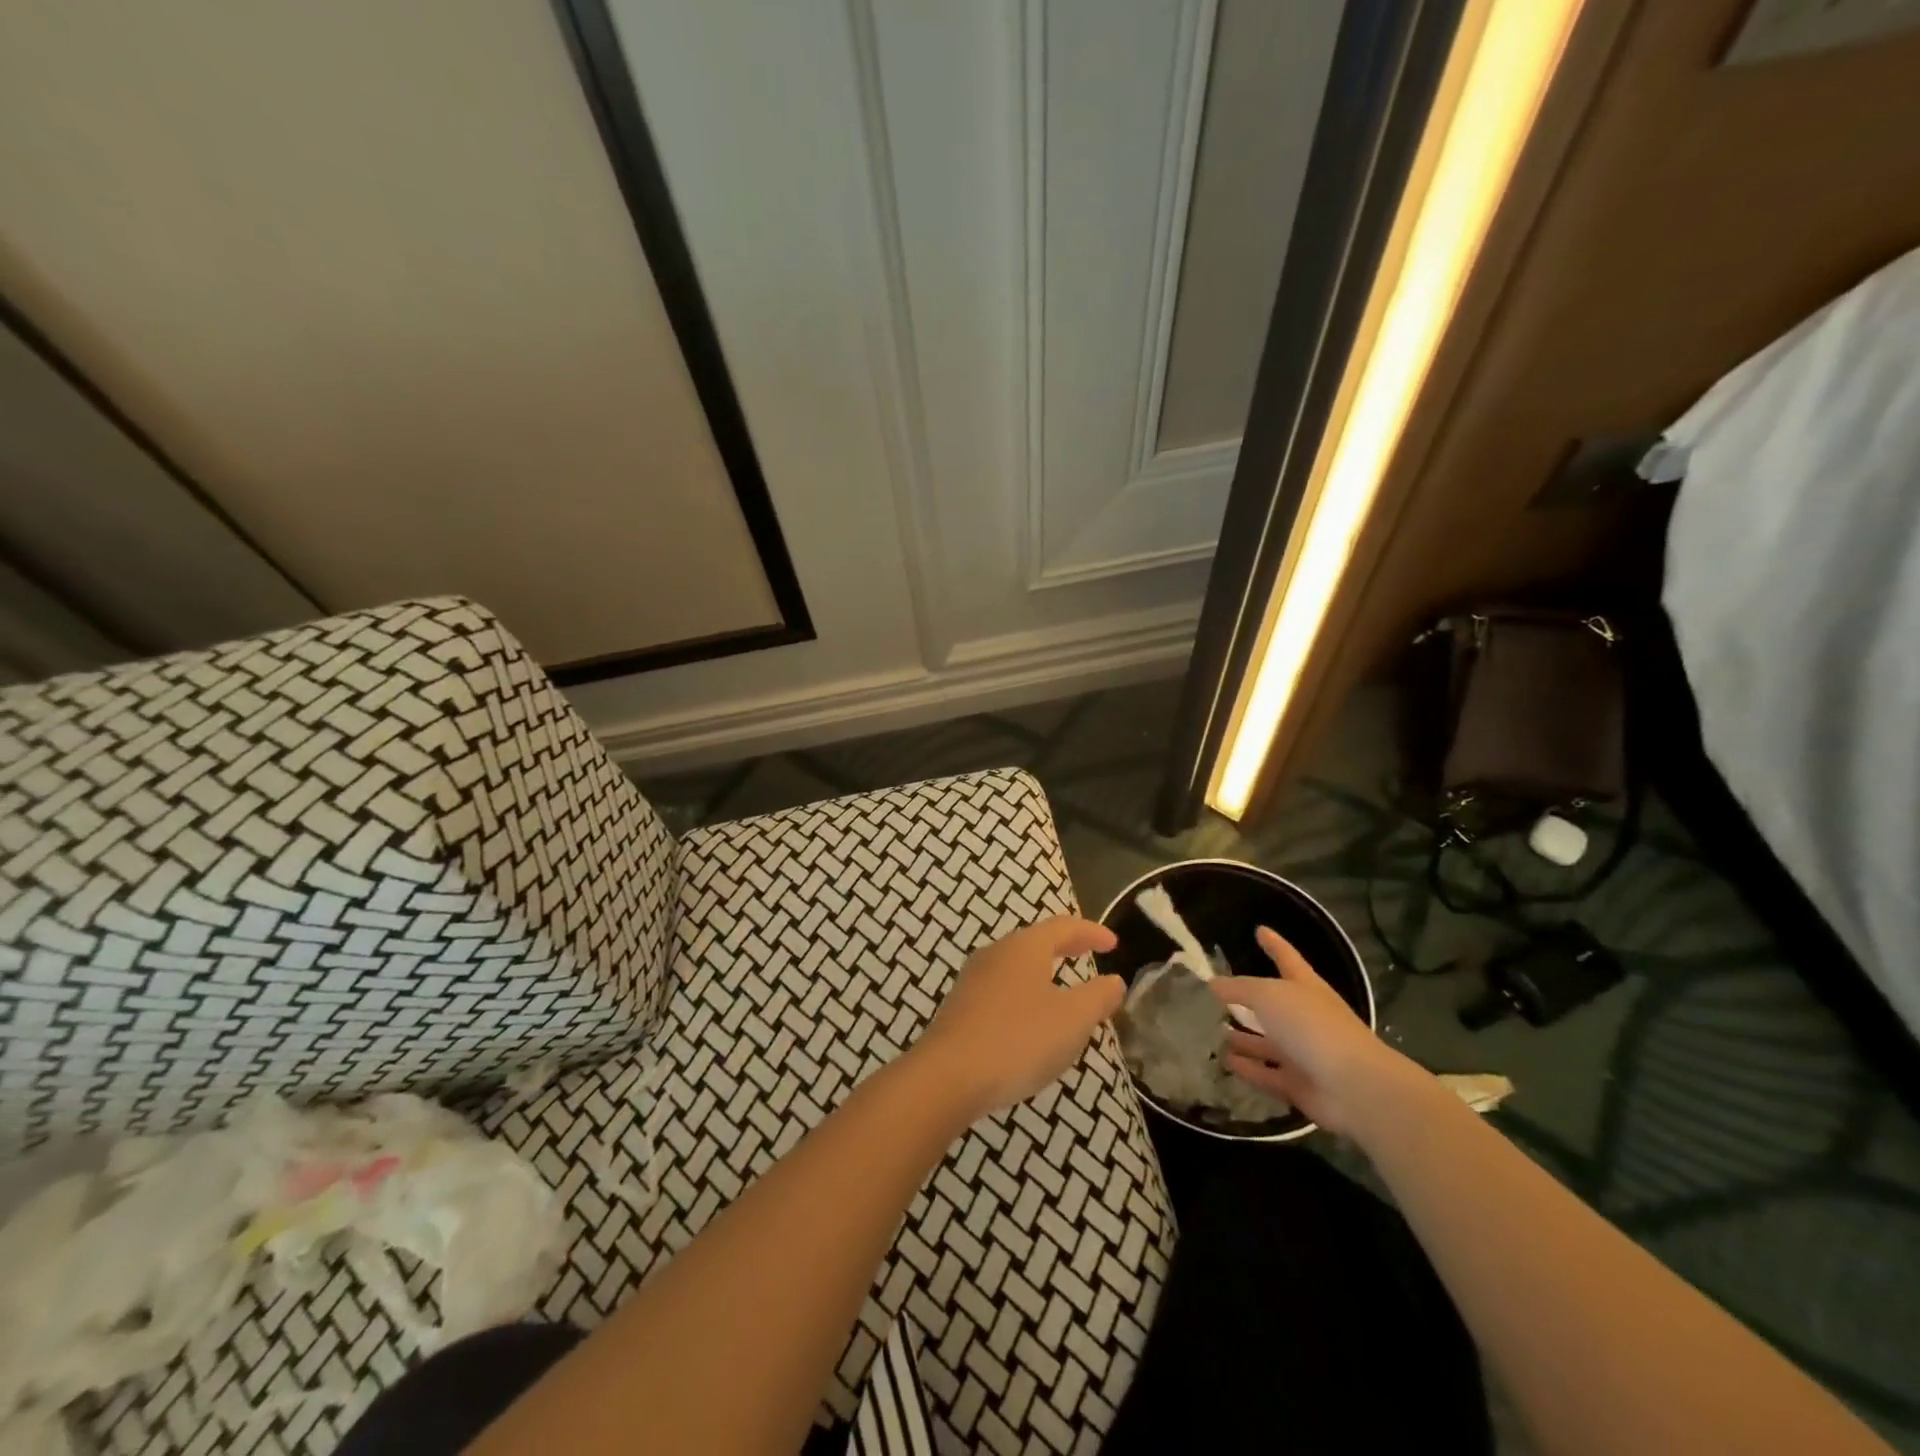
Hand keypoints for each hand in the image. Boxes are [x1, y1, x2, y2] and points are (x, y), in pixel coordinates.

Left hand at [910, 916, 1123, 1121]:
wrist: (947, 1076)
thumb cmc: (1018, 1039)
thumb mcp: (1072, 1020)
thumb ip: (1097, 998)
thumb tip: (1114, 981)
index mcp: (1024, 947)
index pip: (1063, 927)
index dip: (1091, 932)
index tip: (1112, 943)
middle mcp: (995, 954)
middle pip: (1035, 942)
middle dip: (1064, 947)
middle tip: (1087, 954)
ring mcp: (973, 980)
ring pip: (1015, 967)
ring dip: (1043, 973)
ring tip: (1063, 991)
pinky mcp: (960, 1008)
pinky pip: (1001, 991)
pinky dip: (1024, 995)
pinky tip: (1030, 1022)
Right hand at [1211, 926, 1425, 1136]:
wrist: (1354, 1087)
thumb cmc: (1312, 1027)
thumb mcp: (1269, 996)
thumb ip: (1239, 989)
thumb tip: (1213, 983)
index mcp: (1305, 988)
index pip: (1286, 958)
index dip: (1274, 944)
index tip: (1260, 930)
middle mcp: (1305, 1018)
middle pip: (1273, 1005)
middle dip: (1248, 1000)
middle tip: (1217, 996)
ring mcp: (1303, 1052)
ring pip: (1267, 1041)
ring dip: (1243, 1037)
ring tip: (1214, 1030)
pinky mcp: (1298, 1084)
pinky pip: (1267, 1072)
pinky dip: (1248, 1067)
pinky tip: (1225, 1061)